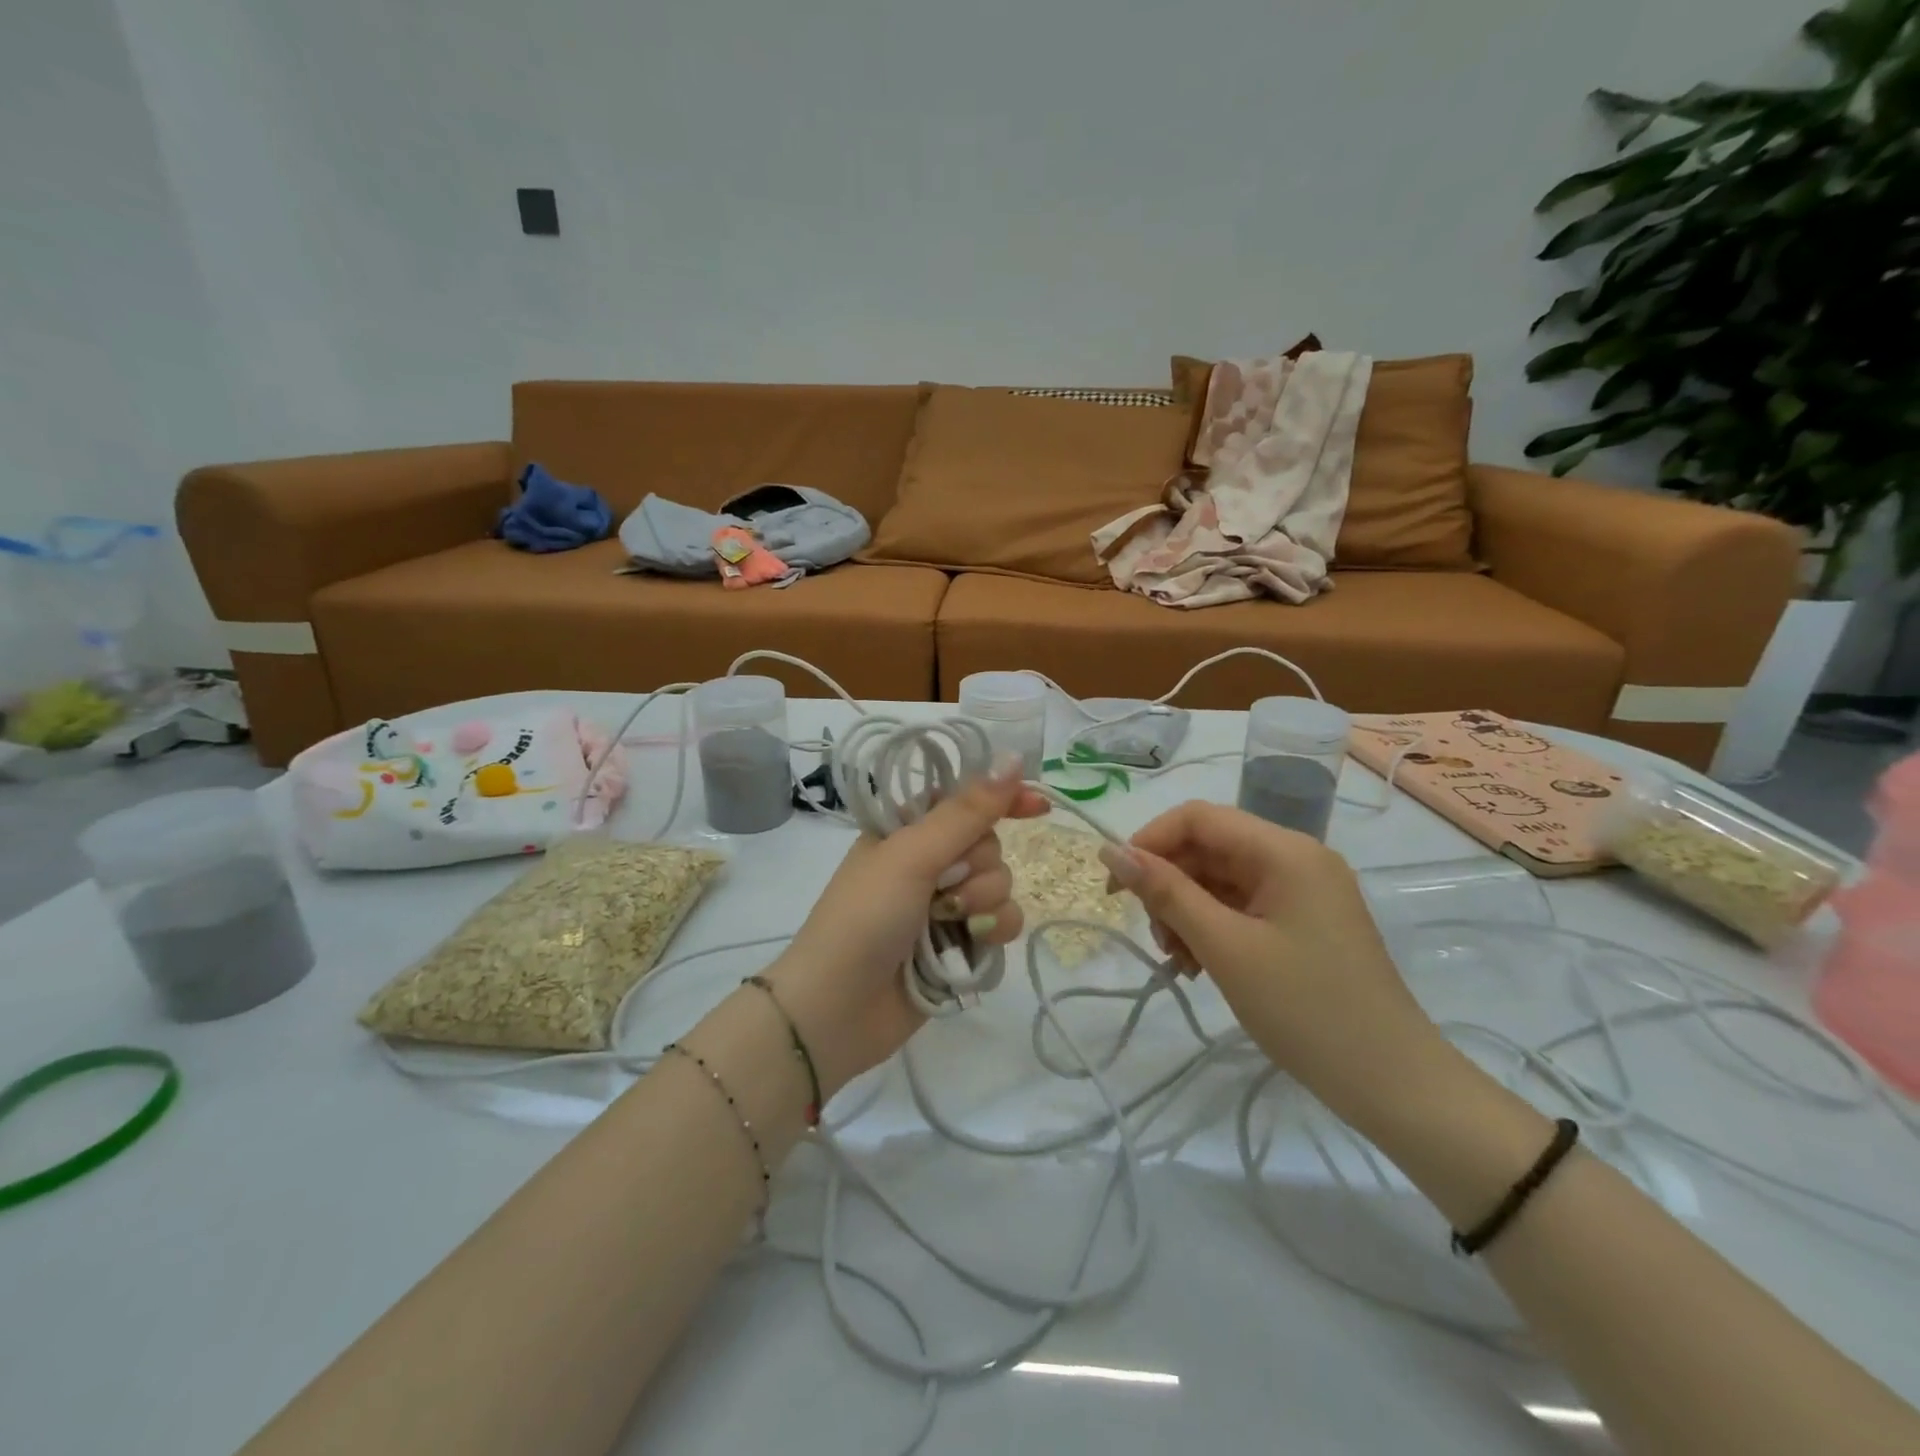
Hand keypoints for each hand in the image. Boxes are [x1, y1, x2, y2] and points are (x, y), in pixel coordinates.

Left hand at [765, 757, 1048, 1094]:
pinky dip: (993, 930)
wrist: (839, 1007)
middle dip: (978, 866)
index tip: (1039, 807)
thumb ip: (966, 811)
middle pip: (989, 844)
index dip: (1003, 799)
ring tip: (949, 923)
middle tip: (944, 886)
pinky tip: (972, 943)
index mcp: (908, 830)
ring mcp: (946, 905)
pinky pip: (1003, 922)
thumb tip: (1013, 759)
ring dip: (984, 901)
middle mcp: (929, 863)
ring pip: (1001, 884)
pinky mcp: (962, 944)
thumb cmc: (865, 917)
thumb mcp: (911, 854)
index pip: (966, 800)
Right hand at [1099, 802, 1441, 1111]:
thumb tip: (1110, 851)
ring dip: (1187, 912)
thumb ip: (1165, 892)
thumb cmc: (1305, 1009)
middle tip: (1155, 937)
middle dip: (1170, 885)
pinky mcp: (1304, 922)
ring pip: (1221, 880)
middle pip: (1209, 848)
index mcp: (1284, 851)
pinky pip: (1242, 907)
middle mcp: (1296, 858)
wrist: (1393, 1085)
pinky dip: (1212, 929)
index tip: (1116, 885)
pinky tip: (1199, 967)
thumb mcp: (1224, 947)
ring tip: (1179, 961)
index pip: (1198, 818)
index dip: (1149, 841)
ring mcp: (1303, 891)